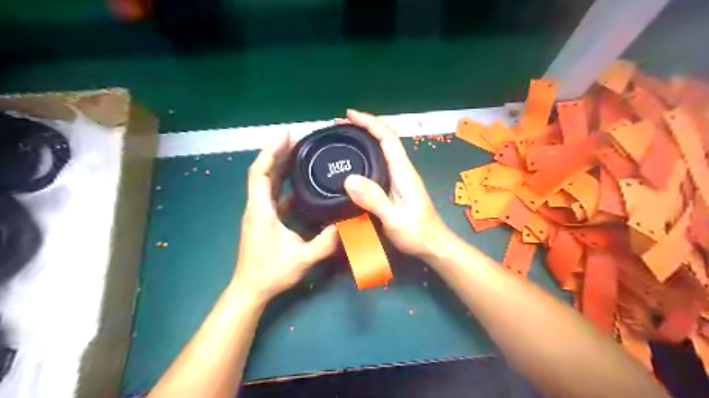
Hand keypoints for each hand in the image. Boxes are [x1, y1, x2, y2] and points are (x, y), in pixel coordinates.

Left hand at [231, 134, 339, 301]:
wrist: (250, 290)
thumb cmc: (271, 273)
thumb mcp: (303, 258)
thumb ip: (326, 242)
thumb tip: (348, 224)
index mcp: (260, 210)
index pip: (260, 173)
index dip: (271, 151)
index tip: (285, 135)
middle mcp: (256, 206)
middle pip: (263, 172)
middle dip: (278, 153)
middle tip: (298, 139)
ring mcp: (259, 213)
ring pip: (267, 183)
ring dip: (280, 166)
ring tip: (298, 153)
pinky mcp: (264, 219)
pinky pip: (273, 195)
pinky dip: (284, 184)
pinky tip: (299, 182)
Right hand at [342, 109, 450, 257]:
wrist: (433, 246)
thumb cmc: (417, 233)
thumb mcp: (394, 219)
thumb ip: (374, 200)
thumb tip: (349, 179)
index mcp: (403, 171)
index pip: (388, 137)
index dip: (370, 122)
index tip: (349, 115)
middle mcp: (402, 170)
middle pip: (384, 139)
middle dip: (363, 127)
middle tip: (339, 127)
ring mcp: (400, 178)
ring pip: (382, 151)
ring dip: (364, 140)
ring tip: (343, 139)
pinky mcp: (396, 187)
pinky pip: (379, 164)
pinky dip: (366, 157)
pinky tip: (354, 164)